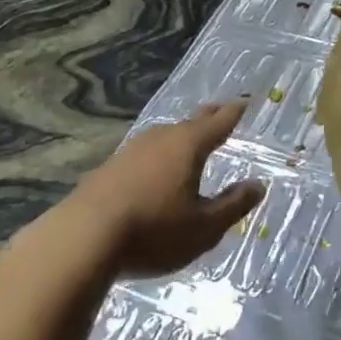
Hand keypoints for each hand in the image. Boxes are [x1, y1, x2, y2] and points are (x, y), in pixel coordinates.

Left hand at [68, 103, 263, 276]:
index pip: (219, 122)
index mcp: (189, 145)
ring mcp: (132, 150)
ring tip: (190, 138)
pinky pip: (146, 152)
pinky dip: (159, 153)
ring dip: (181, 135)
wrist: (82, 239)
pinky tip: (155, 166)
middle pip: (191, 123)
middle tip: (222, 110)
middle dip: (209, 117)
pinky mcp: (110, 167)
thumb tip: (257, 185)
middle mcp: (161, 138)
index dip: (235, 112)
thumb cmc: (154, 231)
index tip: (245, 101)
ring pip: (165, 136)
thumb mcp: (204, 228)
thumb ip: (233, 205)